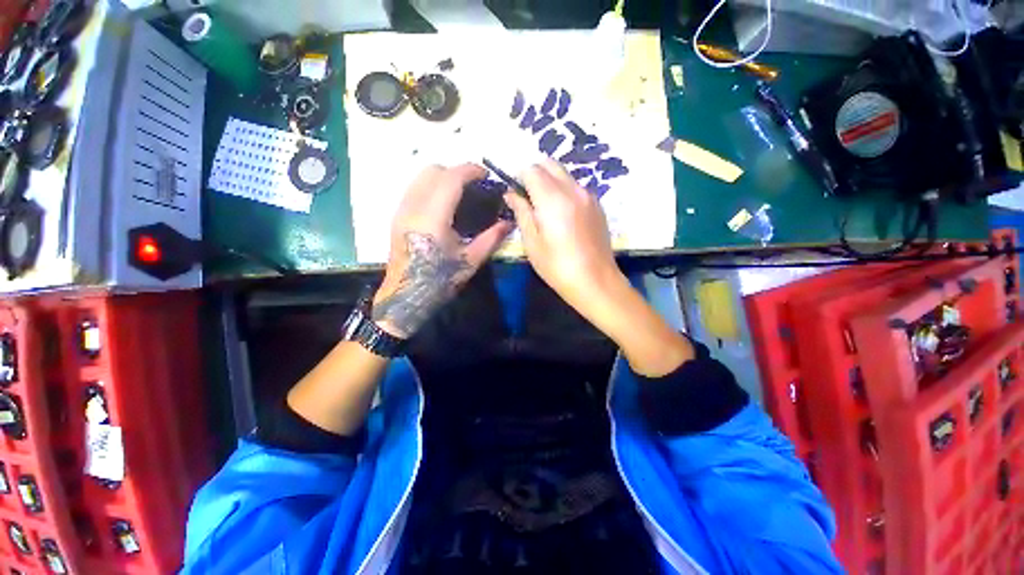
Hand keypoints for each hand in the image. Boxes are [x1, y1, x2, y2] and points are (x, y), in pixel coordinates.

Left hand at [372, 164, 512, 338]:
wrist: (406, 295)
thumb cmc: (440, 280)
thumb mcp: (470, 261)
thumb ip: (491, 238)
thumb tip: (509, 223)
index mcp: (432, 218)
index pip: (450, 178)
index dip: (470, 170)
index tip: (486, 174)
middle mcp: (413, 207)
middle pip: (433, 170)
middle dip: (456, 171)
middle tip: (474, 185)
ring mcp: (401, 210)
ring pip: (420, 176)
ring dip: (442, 176)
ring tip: (460, 191)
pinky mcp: (397, 216)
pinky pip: (414, 188)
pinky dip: (431, 185)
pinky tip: (443, 203)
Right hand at [502, 159, 625, 316]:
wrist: (595, 280)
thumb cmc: (557, 266)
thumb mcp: (532, 242)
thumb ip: (521, 212)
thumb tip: (511, 194)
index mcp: (552, 198)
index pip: (532, 170)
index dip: (519, 177)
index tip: (514, 192)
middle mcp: (572, 189)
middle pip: (550, 164)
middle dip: (535, 174)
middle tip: (527, 197)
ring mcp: (588, 196)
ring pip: (565, 174)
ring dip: (551, 181)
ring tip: (545, 207)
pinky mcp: (597, 205)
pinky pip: (576, 187)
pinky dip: (565, 190)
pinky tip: (563, 214)